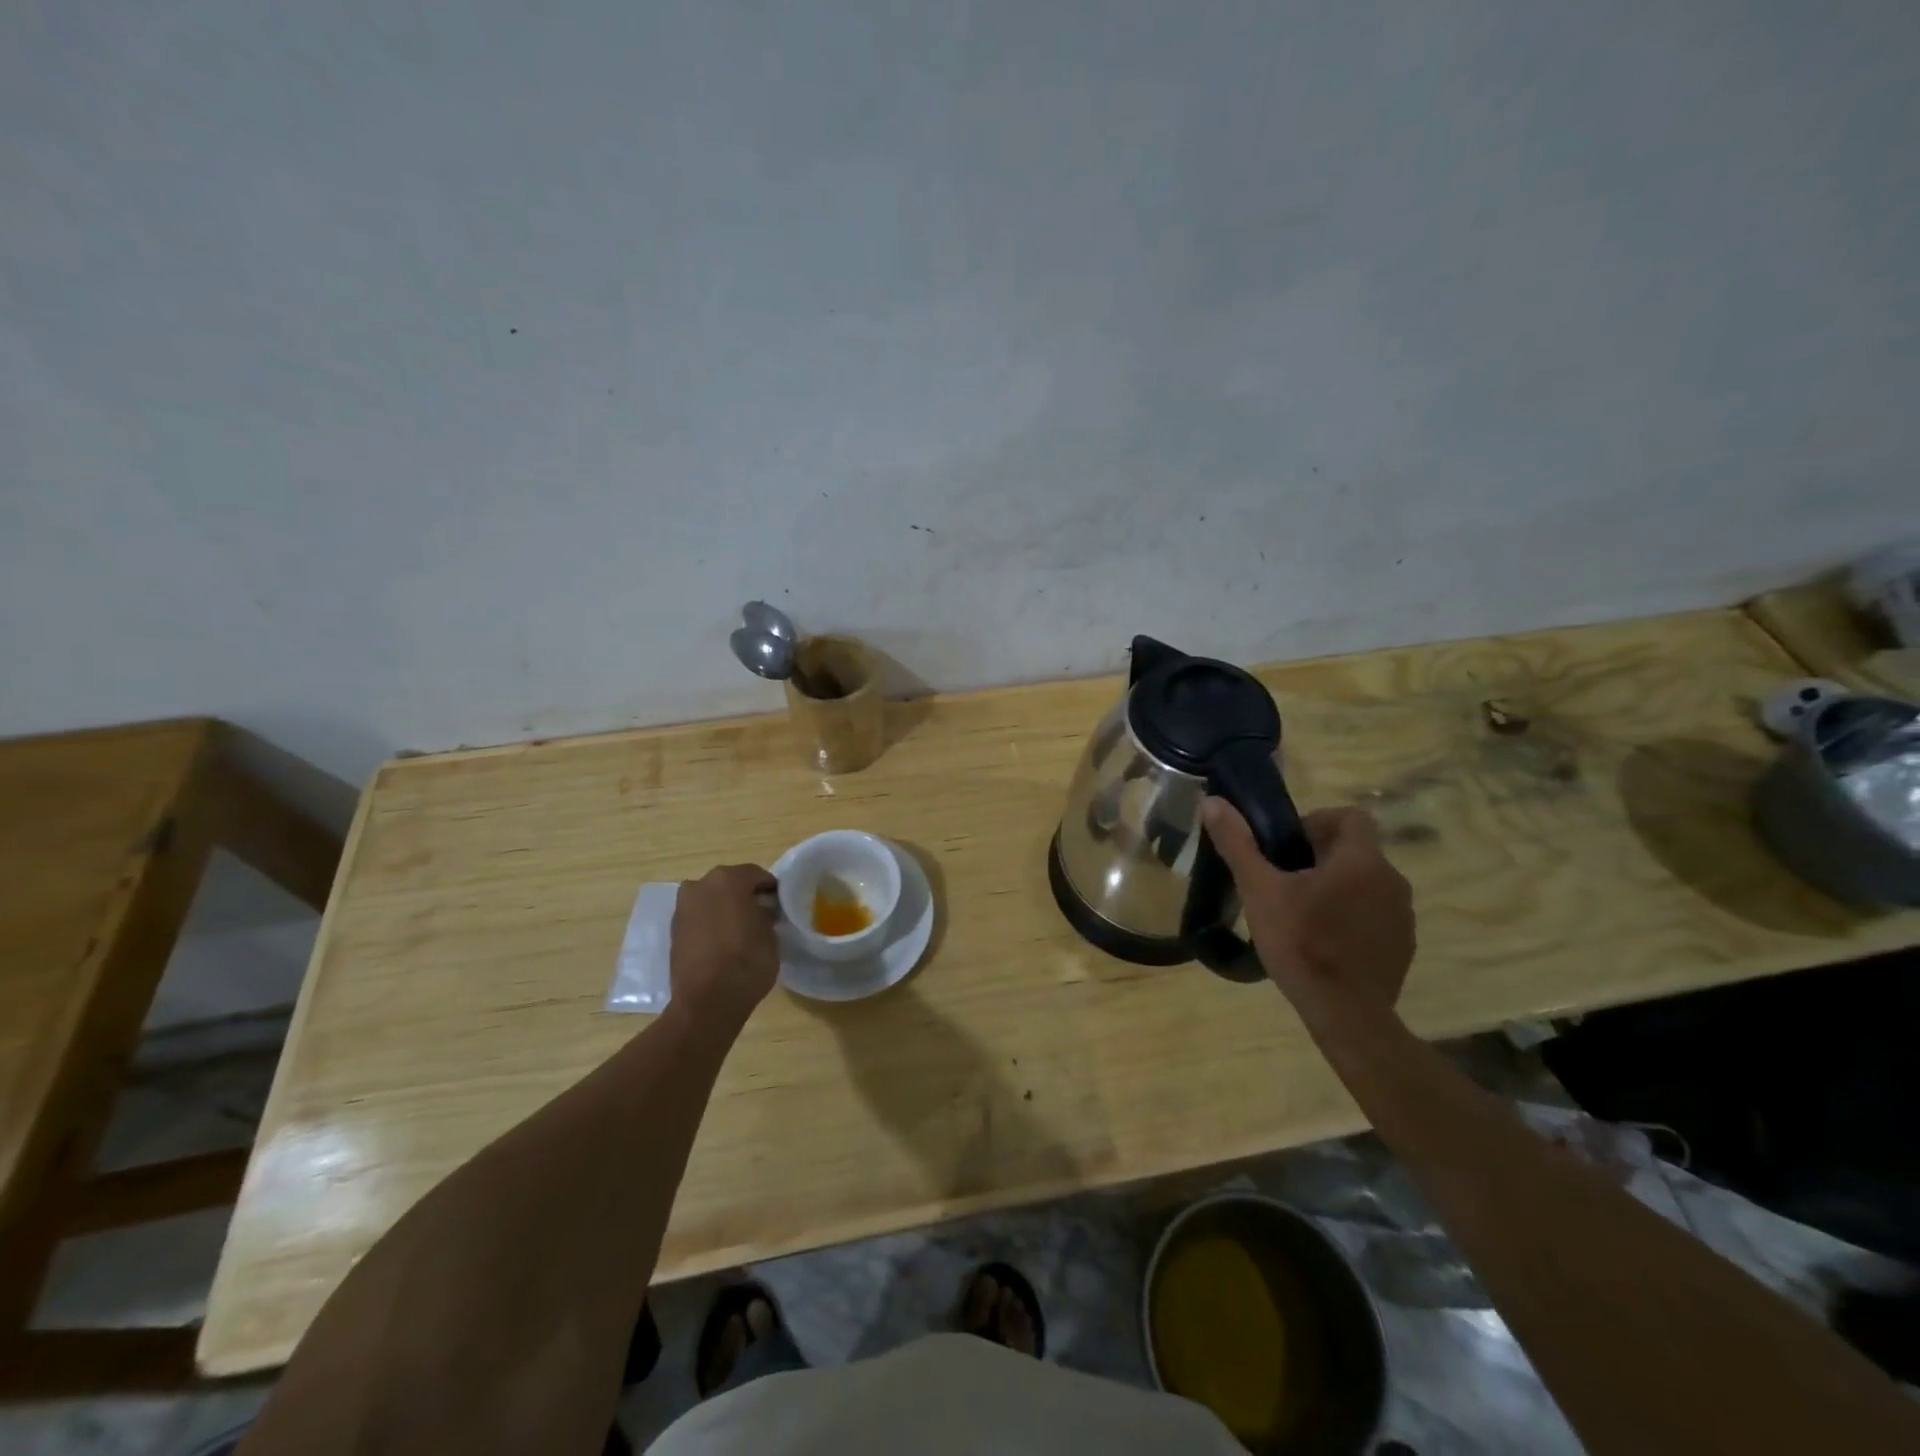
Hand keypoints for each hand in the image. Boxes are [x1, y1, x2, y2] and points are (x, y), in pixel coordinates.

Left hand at [670, 864, 779, 1027]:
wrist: (707, 1001)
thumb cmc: (747, 961)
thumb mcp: (771, 935)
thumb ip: (765, 914)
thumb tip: (760, 911)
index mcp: (728, 879)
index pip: (755, 874)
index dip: (770, 887)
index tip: (779, 902)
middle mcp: (700, 885)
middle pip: (728, 883)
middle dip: (744, 895)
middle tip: (761, 913)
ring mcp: (683, 908)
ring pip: (710, 900)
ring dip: (724, 908)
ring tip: (740, 929)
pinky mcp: (673, 931)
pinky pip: (698, 917)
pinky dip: (710, 923)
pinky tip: (723, 941)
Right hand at [1202, 798, 1415, 1018]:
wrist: (1345, 1014)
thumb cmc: (1301, 943)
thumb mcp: (1259, 890)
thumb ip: (1238, 843)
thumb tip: (1212, 802)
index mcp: (1361, 860)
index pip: (1350, 816)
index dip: (1318, 821)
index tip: (1288, 846)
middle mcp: (1392, 880)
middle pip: (1355, 851)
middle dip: (1319, 858)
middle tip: (1283, 881)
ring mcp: (1403, 916)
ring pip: (1366, 884)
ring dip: (1337, 888)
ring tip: (1301, 913)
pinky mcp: (1403, 946)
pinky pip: (1375, 915)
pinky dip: (1351, 918)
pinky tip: (1324, 943)